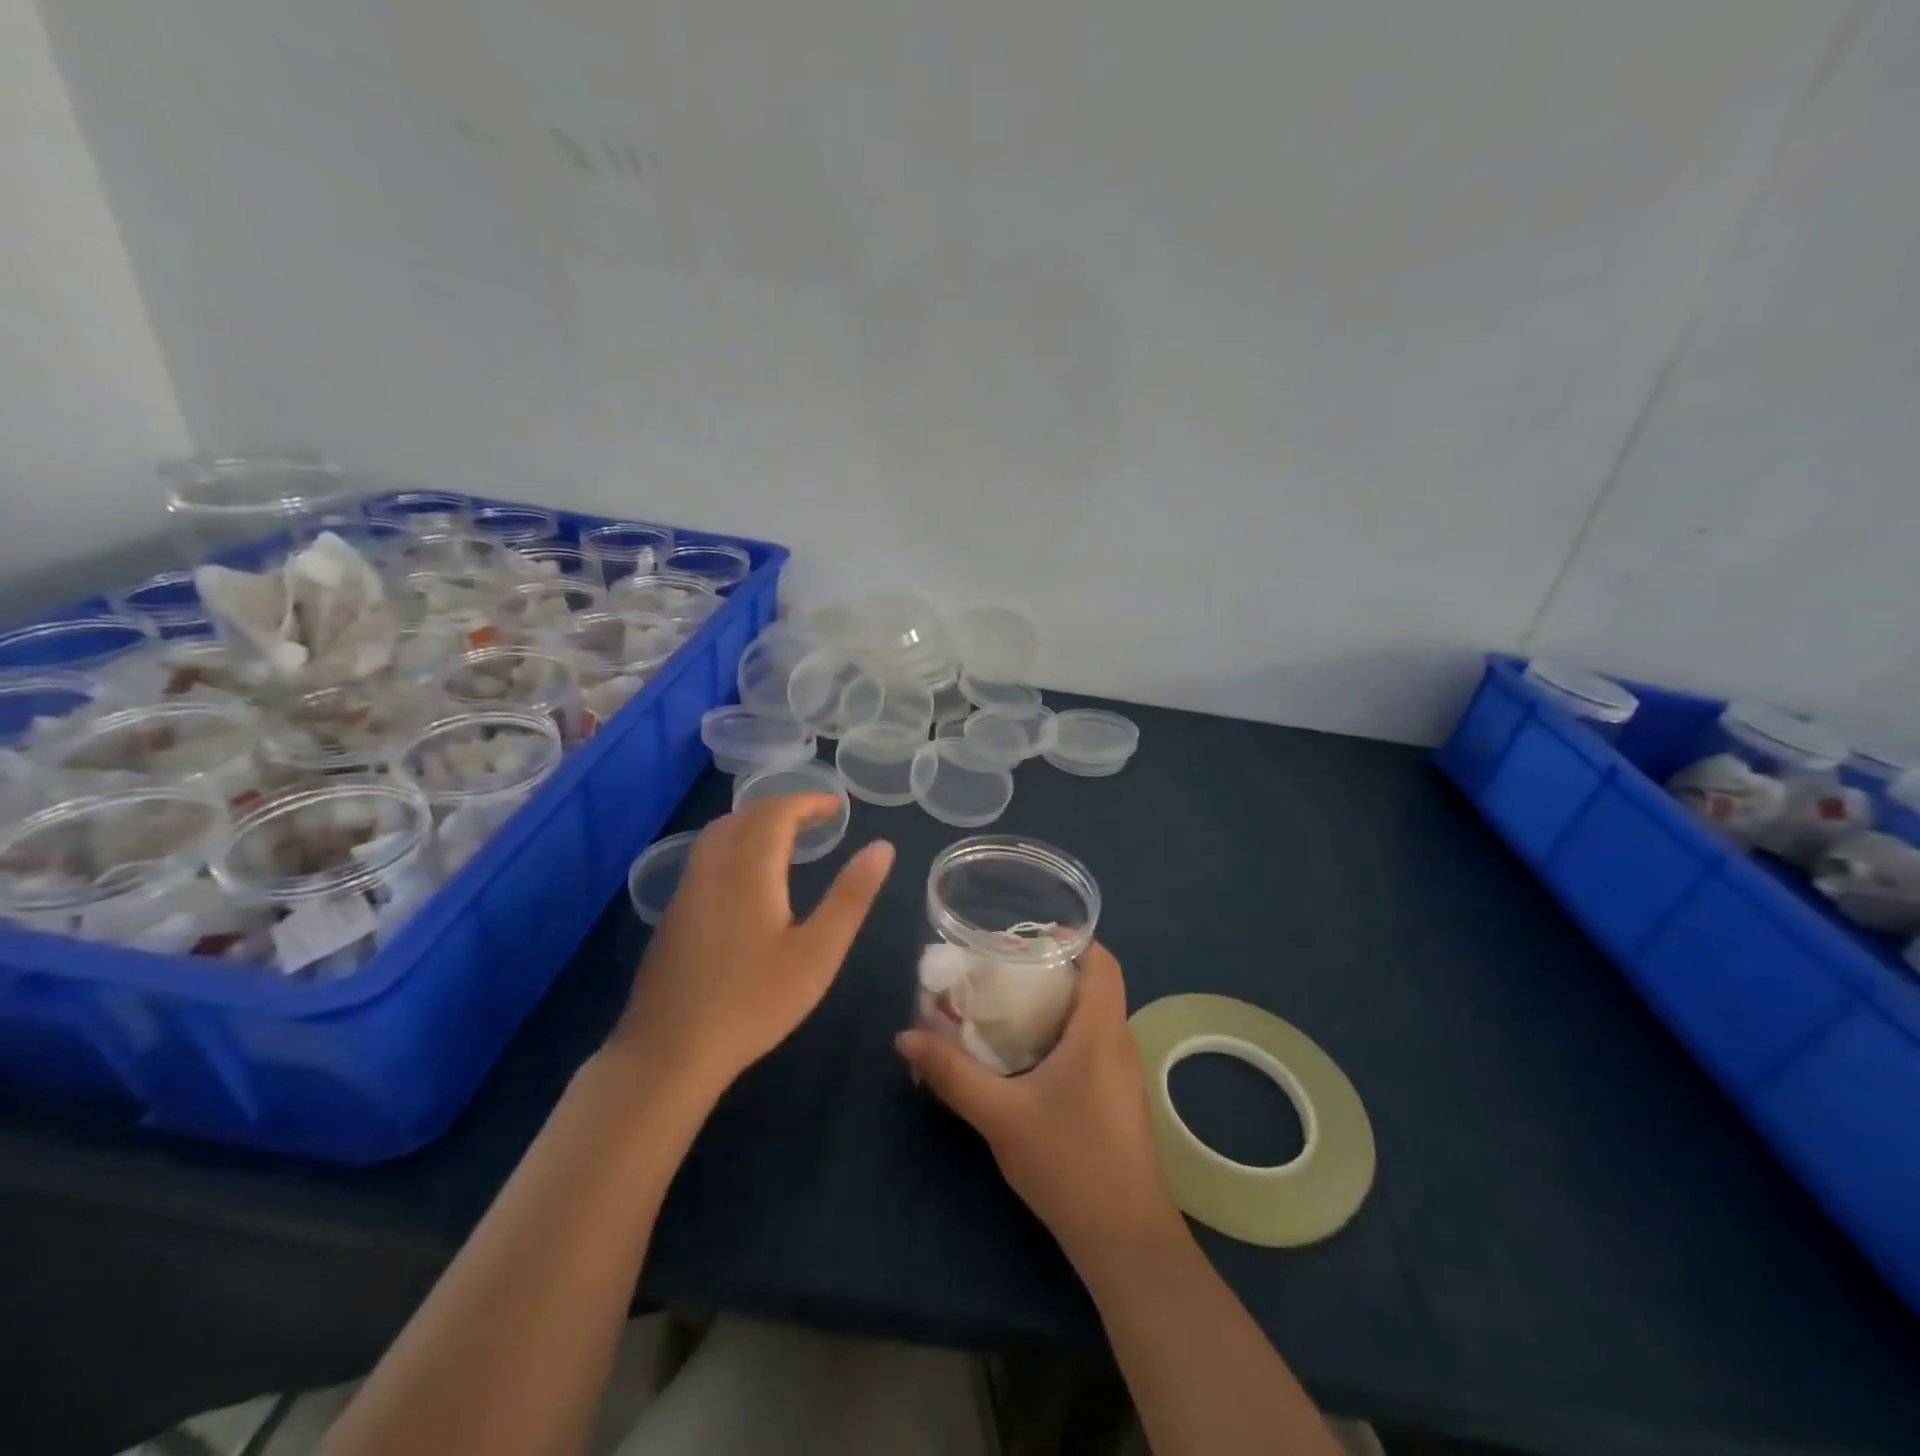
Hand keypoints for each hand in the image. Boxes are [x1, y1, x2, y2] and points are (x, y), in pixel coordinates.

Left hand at [610, 795, 892, 1100]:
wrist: (669, 1053)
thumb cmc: (753, 1002)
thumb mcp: (818, 953)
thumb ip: (851, 896)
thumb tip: (882, 847)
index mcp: (748, 870)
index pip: (776, 813)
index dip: (807, 802)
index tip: (837, 807)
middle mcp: (712, 869)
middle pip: (744, 816)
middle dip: (782, 808)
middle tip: (816, 819)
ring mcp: (686, 891)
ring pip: (718, 835)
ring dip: (754, 823)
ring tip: (785, 838)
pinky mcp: (672, 915)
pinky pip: (705, 857)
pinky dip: (734, 844)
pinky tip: (747, 877)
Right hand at [895, 943, 1181, 1267]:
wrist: (1123, 1239)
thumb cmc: (1068, 1162)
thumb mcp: (1000, 1115)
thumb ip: (953, 1073)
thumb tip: (905, 1036)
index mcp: (1100, 1030)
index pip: (1102, 961)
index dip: (1072, 938)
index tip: (1026, 935)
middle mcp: (1118, 1041)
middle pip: (1093, 983)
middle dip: (1050, 968)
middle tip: (1001, 968)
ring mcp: (1122, 1071)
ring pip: (1092, 1015)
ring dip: (1055, 1001)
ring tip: (1006, 1003)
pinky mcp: (1117, 1097)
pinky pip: (1092, 1042)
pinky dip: (1062, 1031)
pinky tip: (1026, 1054)